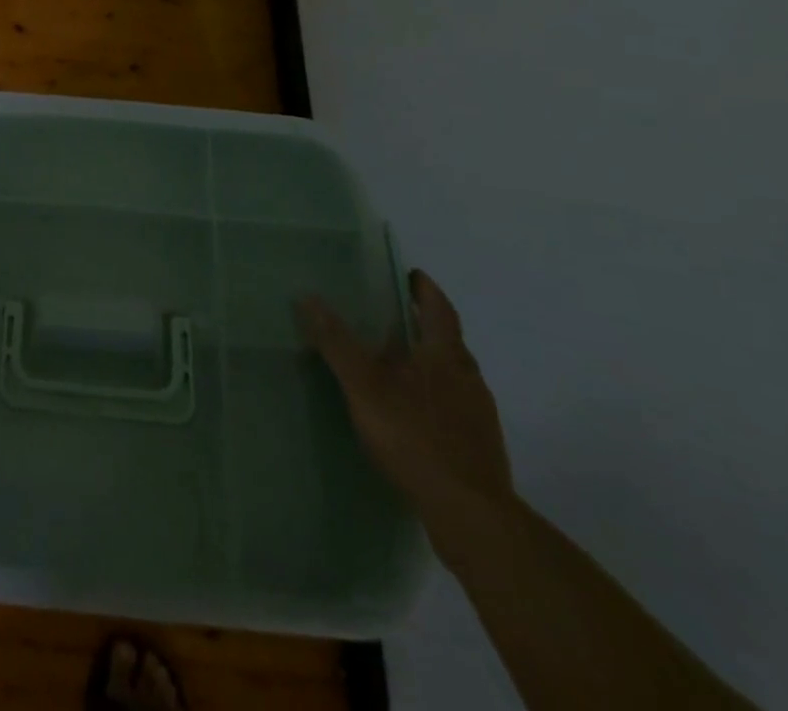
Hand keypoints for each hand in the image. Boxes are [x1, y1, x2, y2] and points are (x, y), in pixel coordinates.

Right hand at [297, 271, 513, 532]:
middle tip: (392, 317)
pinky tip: (411, 413)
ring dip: (428, 362)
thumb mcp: (364, 385)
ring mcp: (478, 415)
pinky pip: (453, 406)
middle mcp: (469, 378)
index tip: (410, 274)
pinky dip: (432, 396)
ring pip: (452, 375)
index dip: (425, 289)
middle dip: (422, 325)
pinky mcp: (478, 446)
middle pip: (447, 341)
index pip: (439, 309)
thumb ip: (337, 342)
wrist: (470, 514)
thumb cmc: (415, 436)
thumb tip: (310, 297)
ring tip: (396, 364)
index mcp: (446, 355)